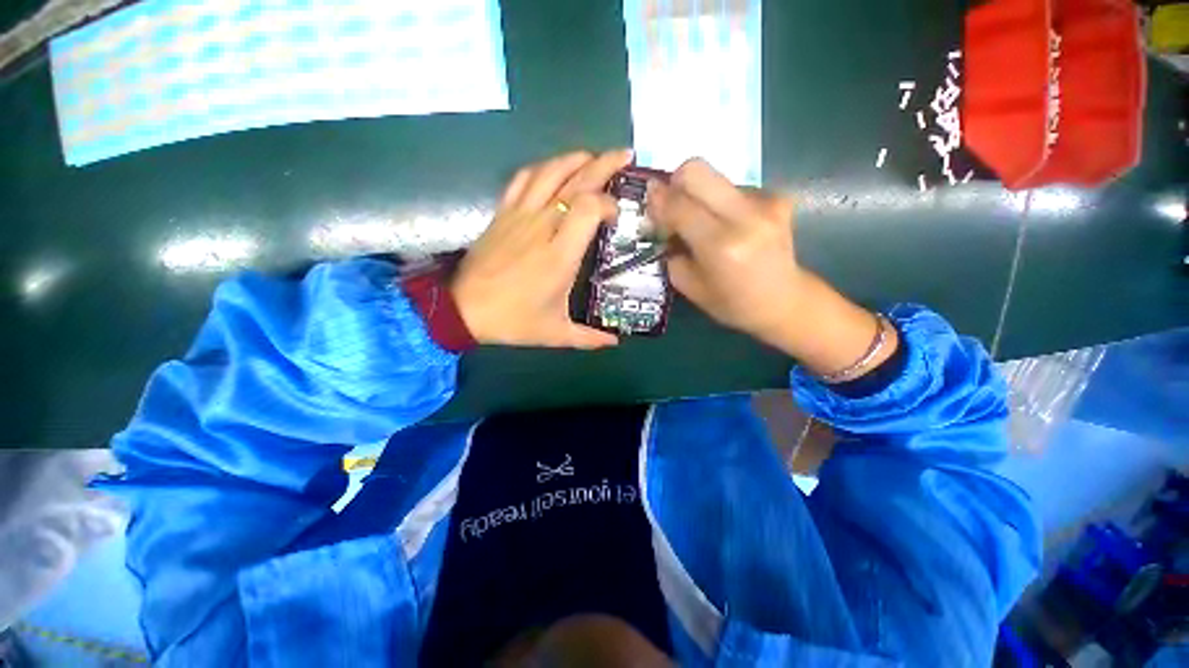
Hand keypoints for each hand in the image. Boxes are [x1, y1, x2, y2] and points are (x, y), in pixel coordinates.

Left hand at [451, 150, 632, 348]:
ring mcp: (519, 215)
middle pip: (575, 181)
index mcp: (560, 254)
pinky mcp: (502, 213)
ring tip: (593, 156)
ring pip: (549, 172)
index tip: (617, 216)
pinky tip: (553, 169)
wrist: (463, 310)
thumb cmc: (513, 321)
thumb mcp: (556, 334)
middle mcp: (542, 226)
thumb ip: (589, 338)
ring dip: (574, 159)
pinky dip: (542, 168)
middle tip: (624, 155)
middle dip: (604, 163)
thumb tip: (615, 342)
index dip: (609, 203)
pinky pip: (522, 179)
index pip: (589, 207)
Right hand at [649, 158, 896, 377]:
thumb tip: (660, 222)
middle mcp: (745, 216)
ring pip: (714, 177)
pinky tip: (727, 224)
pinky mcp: (777, 197)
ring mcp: (766, 202)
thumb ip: (671, 251)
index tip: (647, 202)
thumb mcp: (689, 287)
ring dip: (699, 195)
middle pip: (697, 169)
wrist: (784, 301)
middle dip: (675, 182)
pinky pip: (733, 188)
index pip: (678, 204)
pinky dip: (720, 202)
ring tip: (702, 223)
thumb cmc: (732, 304)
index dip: (657, 200)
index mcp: (721, 245)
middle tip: (671, 205)